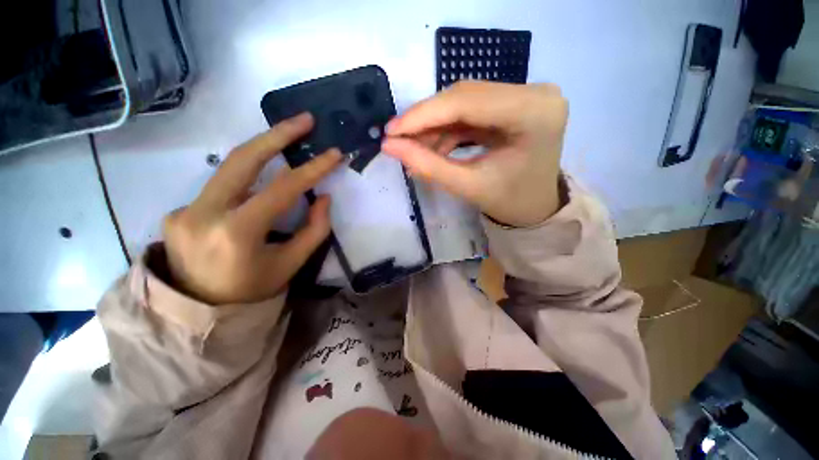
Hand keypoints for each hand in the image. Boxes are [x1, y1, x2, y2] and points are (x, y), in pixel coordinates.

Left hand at [162, 113, 341, 304]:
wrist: (199, 312)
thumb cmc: (252, 291)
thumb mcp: (291, 264)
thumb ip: (314, 230)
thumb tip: (322, 197)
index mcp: (236, 234)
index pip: (282, 190)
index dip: (312, 169)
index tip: (334, 154)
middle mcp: (203, 214)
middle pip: (242, 159)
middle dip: (277, 134)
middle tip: (304, 120)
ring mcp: (185, 209)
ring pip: (229, 167)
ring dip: (263, 150)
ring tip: (287, 137)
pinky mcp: (179, 210)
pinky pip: (222, 187)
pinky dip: (248, 181)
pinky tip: (260, 186)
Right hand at [382, 81, 567, 226]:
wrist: (535, 207)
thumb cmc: (509, 202)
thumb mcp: (467, 187)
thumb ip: (427, 165)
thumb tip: (389, 145)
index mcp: (534, 113)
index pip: (467, 101)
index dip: (423, 114)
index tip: (391, 130)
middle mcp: (535, 93)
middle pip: (465, 96)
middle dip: (427, 120)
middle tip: (398, 140)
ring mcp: (526, 95)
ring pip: (464, 102)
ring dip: (435, 126)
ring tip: (416, 150)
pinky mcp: (515, 102)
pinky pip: (471, 110)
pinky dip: (448, 128)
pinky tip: (434, 147)